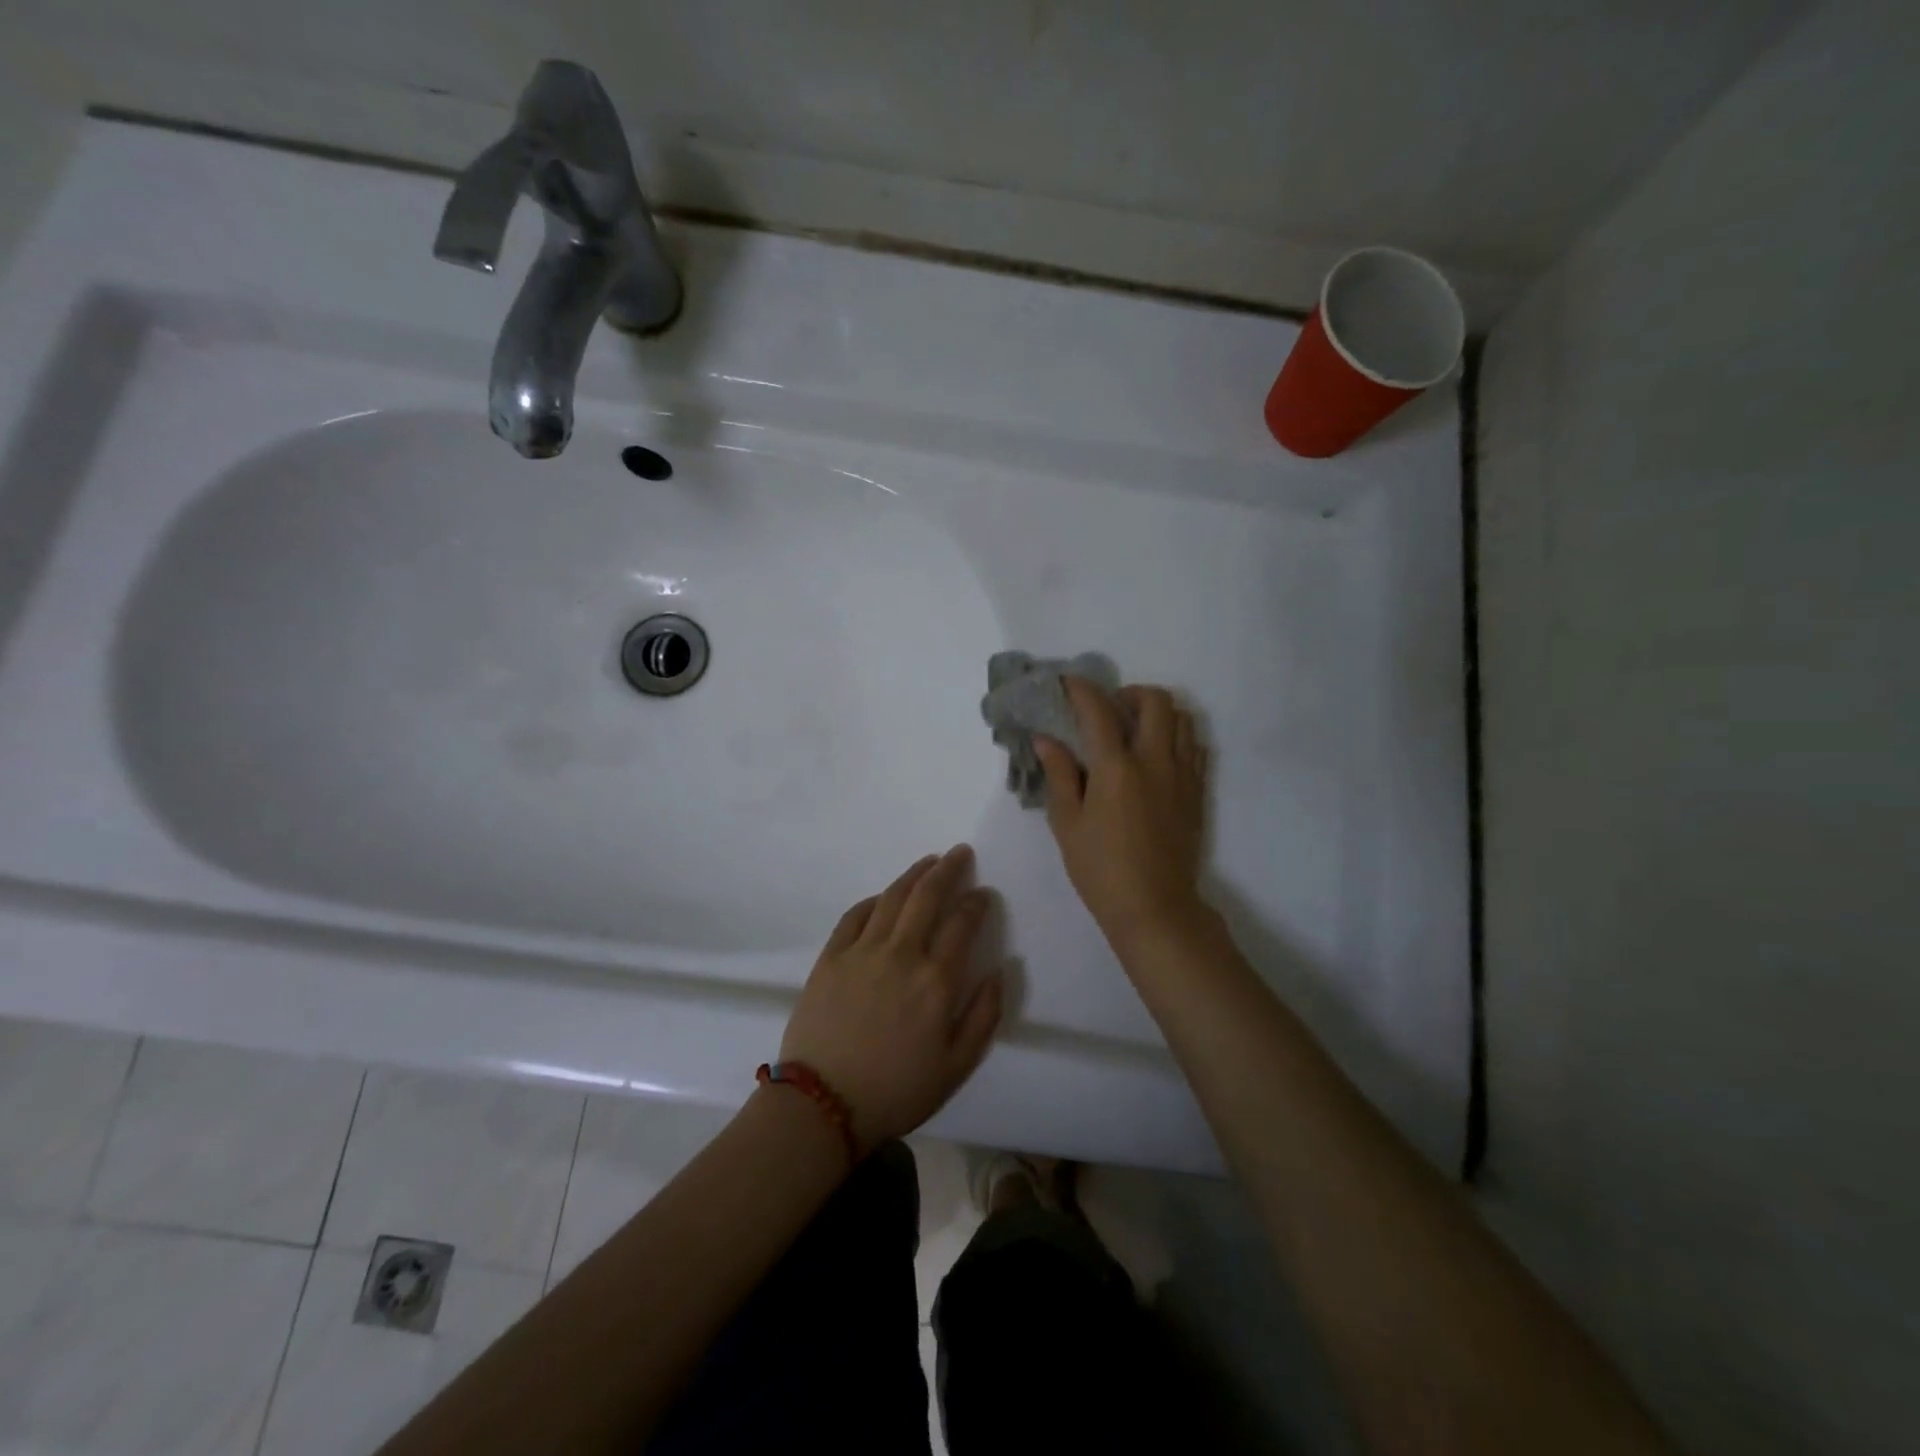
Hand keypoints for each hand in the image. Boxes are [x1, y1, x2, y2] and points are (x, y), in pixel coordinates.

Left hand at [779, 846, 1003, 1151]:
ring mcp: (863, 951)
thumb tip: (1001, 970)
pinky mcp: (831, 957)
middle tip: (960, 853)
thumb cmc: (897, 1090)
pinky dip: (874, 900)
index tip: (983, 893)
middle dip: (948, 869)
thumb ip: (984, 1015)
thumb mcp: (957, 1066)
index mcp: (936, 980)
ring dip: (914, 874)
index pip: (963, 923)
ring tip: (929, 861)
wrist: (823, 1105)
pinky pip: (855, 915)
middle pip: (928, 896)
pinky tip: (884, 896)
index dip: (976, 902)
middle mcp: (902, 953)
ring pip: (893, 897)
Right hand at [1033, 678, 1209, 948]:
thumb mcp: (1067, 824)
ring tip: (1136, 729)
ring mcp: (1182, 775)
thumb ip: (1059, 775)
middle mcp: (1155, 761)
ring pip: (1183, 719)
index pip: (1099, 710)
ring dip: (1158, 712)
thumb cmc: (1100, 869)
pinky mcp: (1198, 792)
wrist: (1155, 908)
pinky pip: (1195, 747)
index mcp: (1116, 768)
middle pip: (1155, 701)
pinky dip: (1177, 737)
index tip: (1068, 683)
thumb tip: (1046, 739)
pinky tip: (1157, 756)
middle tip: (1110, 709)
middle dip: (1130, 693)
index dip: (1082, 689)